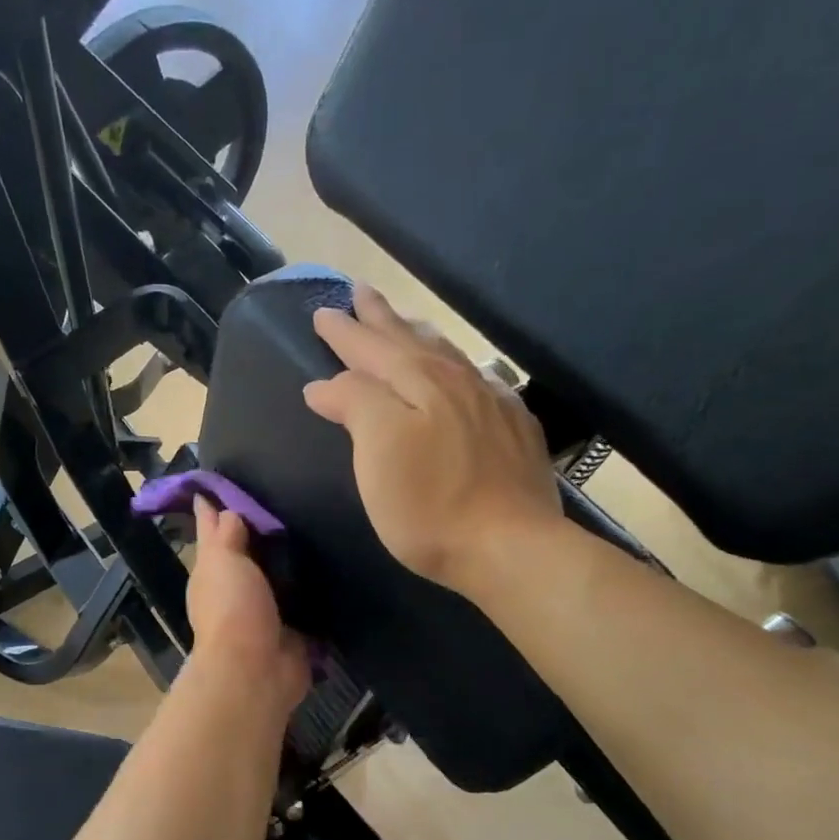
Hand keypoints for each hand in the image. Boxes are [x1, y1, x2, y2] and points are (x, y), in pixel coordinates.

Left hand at [186, 496, 309, 711]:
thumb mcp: (221, 561)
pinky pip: (303, 602)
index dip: (218, 510)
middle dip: (262, 533)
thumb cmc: (233, 608)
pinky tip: (331, 568)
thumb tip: (220, 507)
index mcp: (212, 573)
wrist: (256, 669)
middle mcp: (235, 592)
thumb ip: (223, 534)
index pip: (215, 532)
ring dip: (288, 562)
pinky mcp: (292, 631)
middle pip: (248, 554)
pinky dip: (312, 590)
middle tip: (288, 497)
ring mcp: (264, 613)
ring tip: (313, 527)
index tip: (228, 482)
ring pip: (276, 578)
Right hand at [304, 285, 563, 597]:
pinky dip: (461, 368)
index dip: (345, 332)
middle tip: (361, 293)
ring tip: (405, 324)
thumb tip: (327, 383)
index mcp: (418, 383)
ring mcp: (492, 404)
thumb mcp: (377, 451)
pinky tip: (466, 374)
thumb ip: (355, 404)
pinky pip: (481, 381)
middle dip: (381, 319)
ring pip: (448, 356)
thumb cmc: (429, 505)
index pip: (371, 348)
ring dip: (420, 336)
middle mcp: (457, 382)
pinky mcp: (516, 431)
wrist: (511, 546)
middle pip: (411, 341)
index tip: (322, 312)